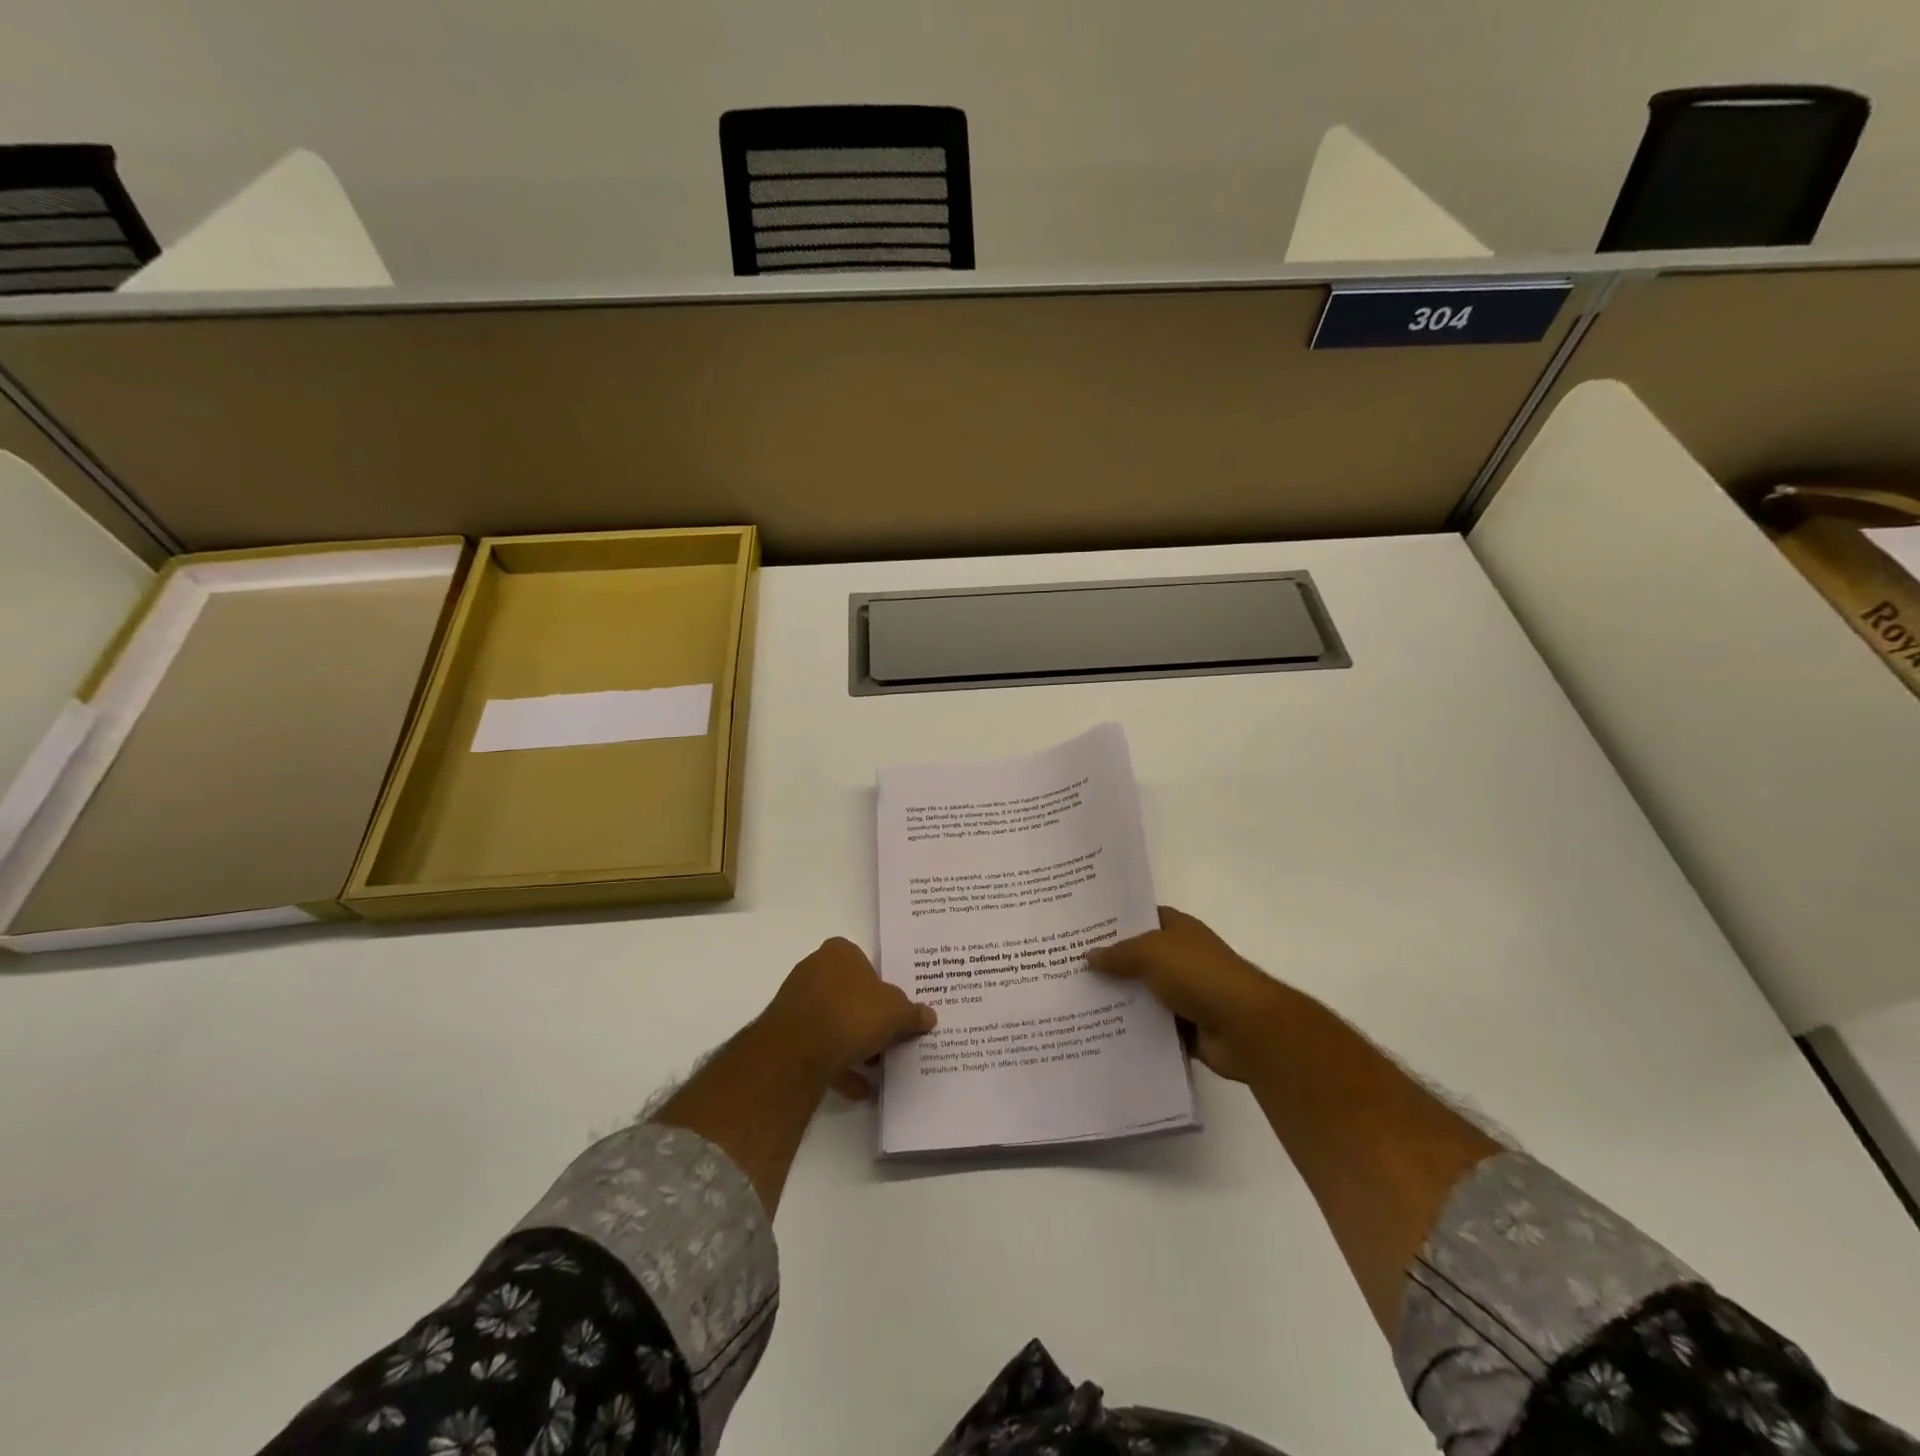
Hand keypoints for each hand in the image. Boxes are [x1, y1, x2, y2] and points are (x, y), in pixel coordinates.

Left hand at [760, 938, 936, 1099]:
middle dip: (868, 1018)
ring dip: (854, 1045)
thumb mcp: (896, 1012)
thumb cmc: (852, 1014)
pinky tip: (858, 1088)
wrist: (798, 1050)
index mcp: (840, 952)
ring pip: (833, 1022)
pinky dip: (838, 1066)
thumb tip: (929, 1016)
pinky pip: (818, 1047)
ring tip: (876, 1069)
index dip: (883, 988)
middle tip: (890, 1040)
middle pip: (849, 994)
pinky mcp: (784, 1033)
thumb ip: (912, 1013)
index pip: (866, 963)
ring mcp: (796, 1001)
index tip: (896, 1011)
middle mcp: (814, 969)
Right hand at [1086, 907, 1289, 1081]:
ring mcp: (1186, 994)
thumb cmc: (1200, 976)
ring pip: (1143, 994)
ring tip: (1076, 1002)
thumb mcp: (1152, 953)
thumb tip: (1088, 956)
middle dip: (1109, 963)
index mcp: (1179, 930)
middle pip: (1139, 957)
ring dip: (1119, 999)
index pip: (1142, 917)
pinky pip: (1152, 1026)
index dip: (1114, 921)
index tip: (1081, 928)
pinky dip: (1133, 1029)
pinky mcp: (1187, 1028)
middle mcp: (1182, 958)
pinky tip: (1100, 1031)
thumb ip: (1119, 954)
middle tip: (1069, 966)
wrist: (1246, 1028)